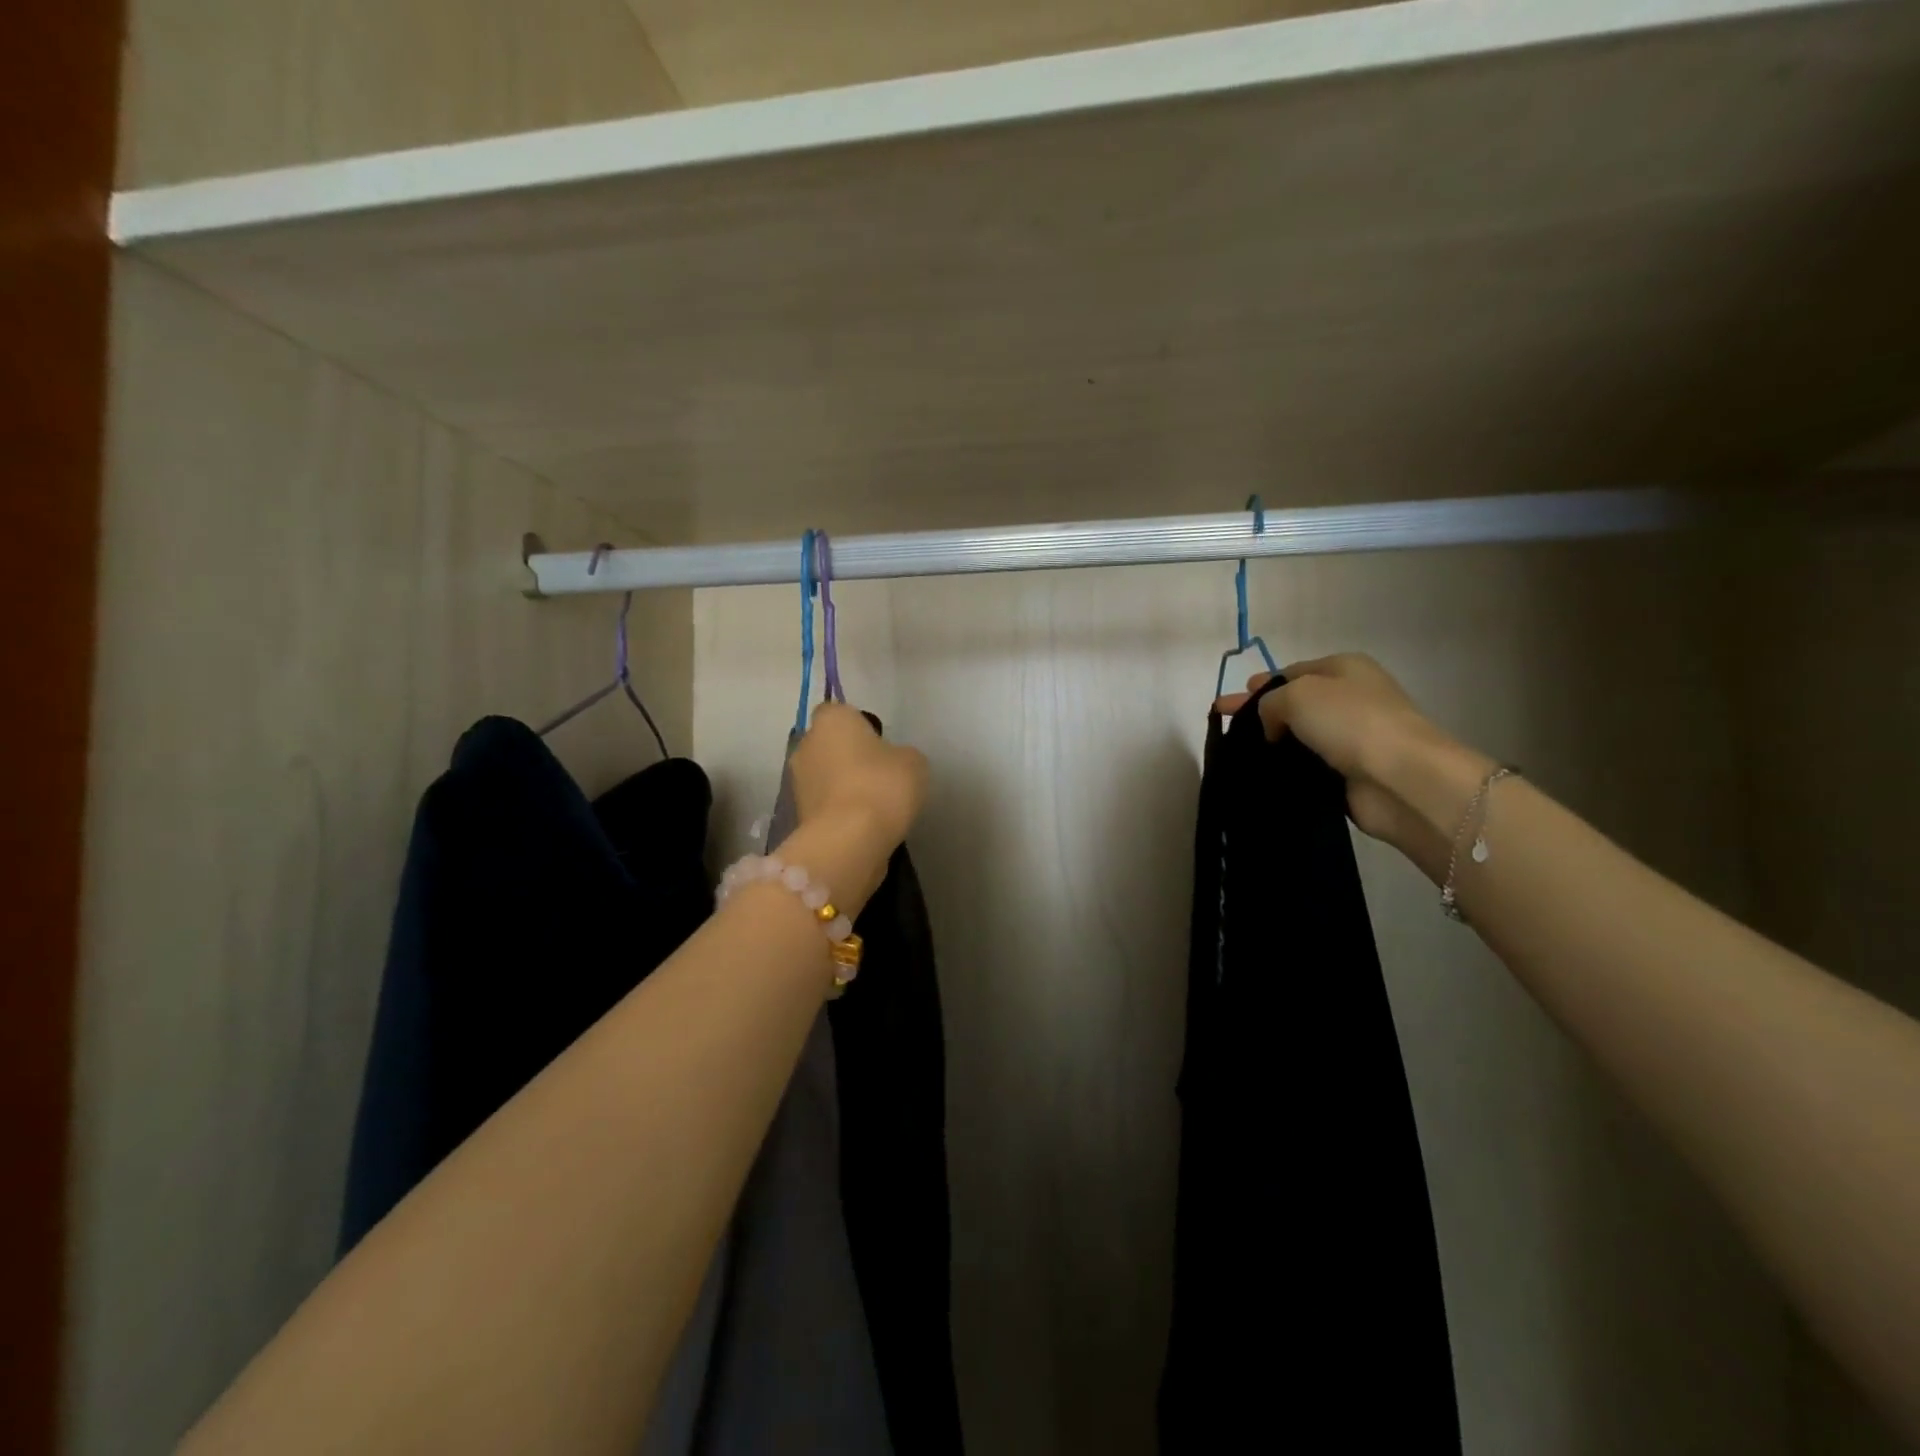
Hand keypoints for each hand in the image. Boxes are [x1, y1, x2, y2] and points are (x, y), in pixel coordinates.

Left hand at [790, 702, 929, 855]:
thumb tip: (892, 761)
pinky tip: (861, 824)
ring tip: (872, 804)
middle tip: (878, 774)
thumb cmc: (882, 786)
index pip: (839, 711)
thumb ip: (900, 753)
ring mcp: (797, 781)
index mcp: (831, 720)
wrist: (849, 840)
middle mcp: (806, 744)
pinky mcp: (798, 814)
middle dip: (848, 755)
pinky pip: (824, 803)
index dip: (859, 726)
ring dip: (842, 784)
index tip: (879, 743)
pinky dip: (838, 809)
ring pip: (824, 775)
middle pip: (828, 744)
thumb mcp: (913, 762)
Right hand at [1215, 654, 1488, 855]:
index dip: (1258, 686)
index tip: (1227, 704)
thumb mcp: (1297, 694)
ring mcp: (1351, 738)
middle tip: (1223, 724)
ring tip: (1236, 756)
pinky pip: (1307, 767)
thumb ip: (1269, 702)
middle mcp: (1350, 699)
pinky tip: (1260, 776)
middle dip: (1257, 713)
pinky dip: (1286, 770)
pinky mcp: (1349, 774)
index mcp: (1344, 669)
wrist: (1400, 778)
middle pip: (1292, 704)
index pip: (1291, 673)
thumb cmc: (1350, 722)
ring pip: (1298, 738)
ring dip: (1271, 745)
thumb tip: (1271, 726)